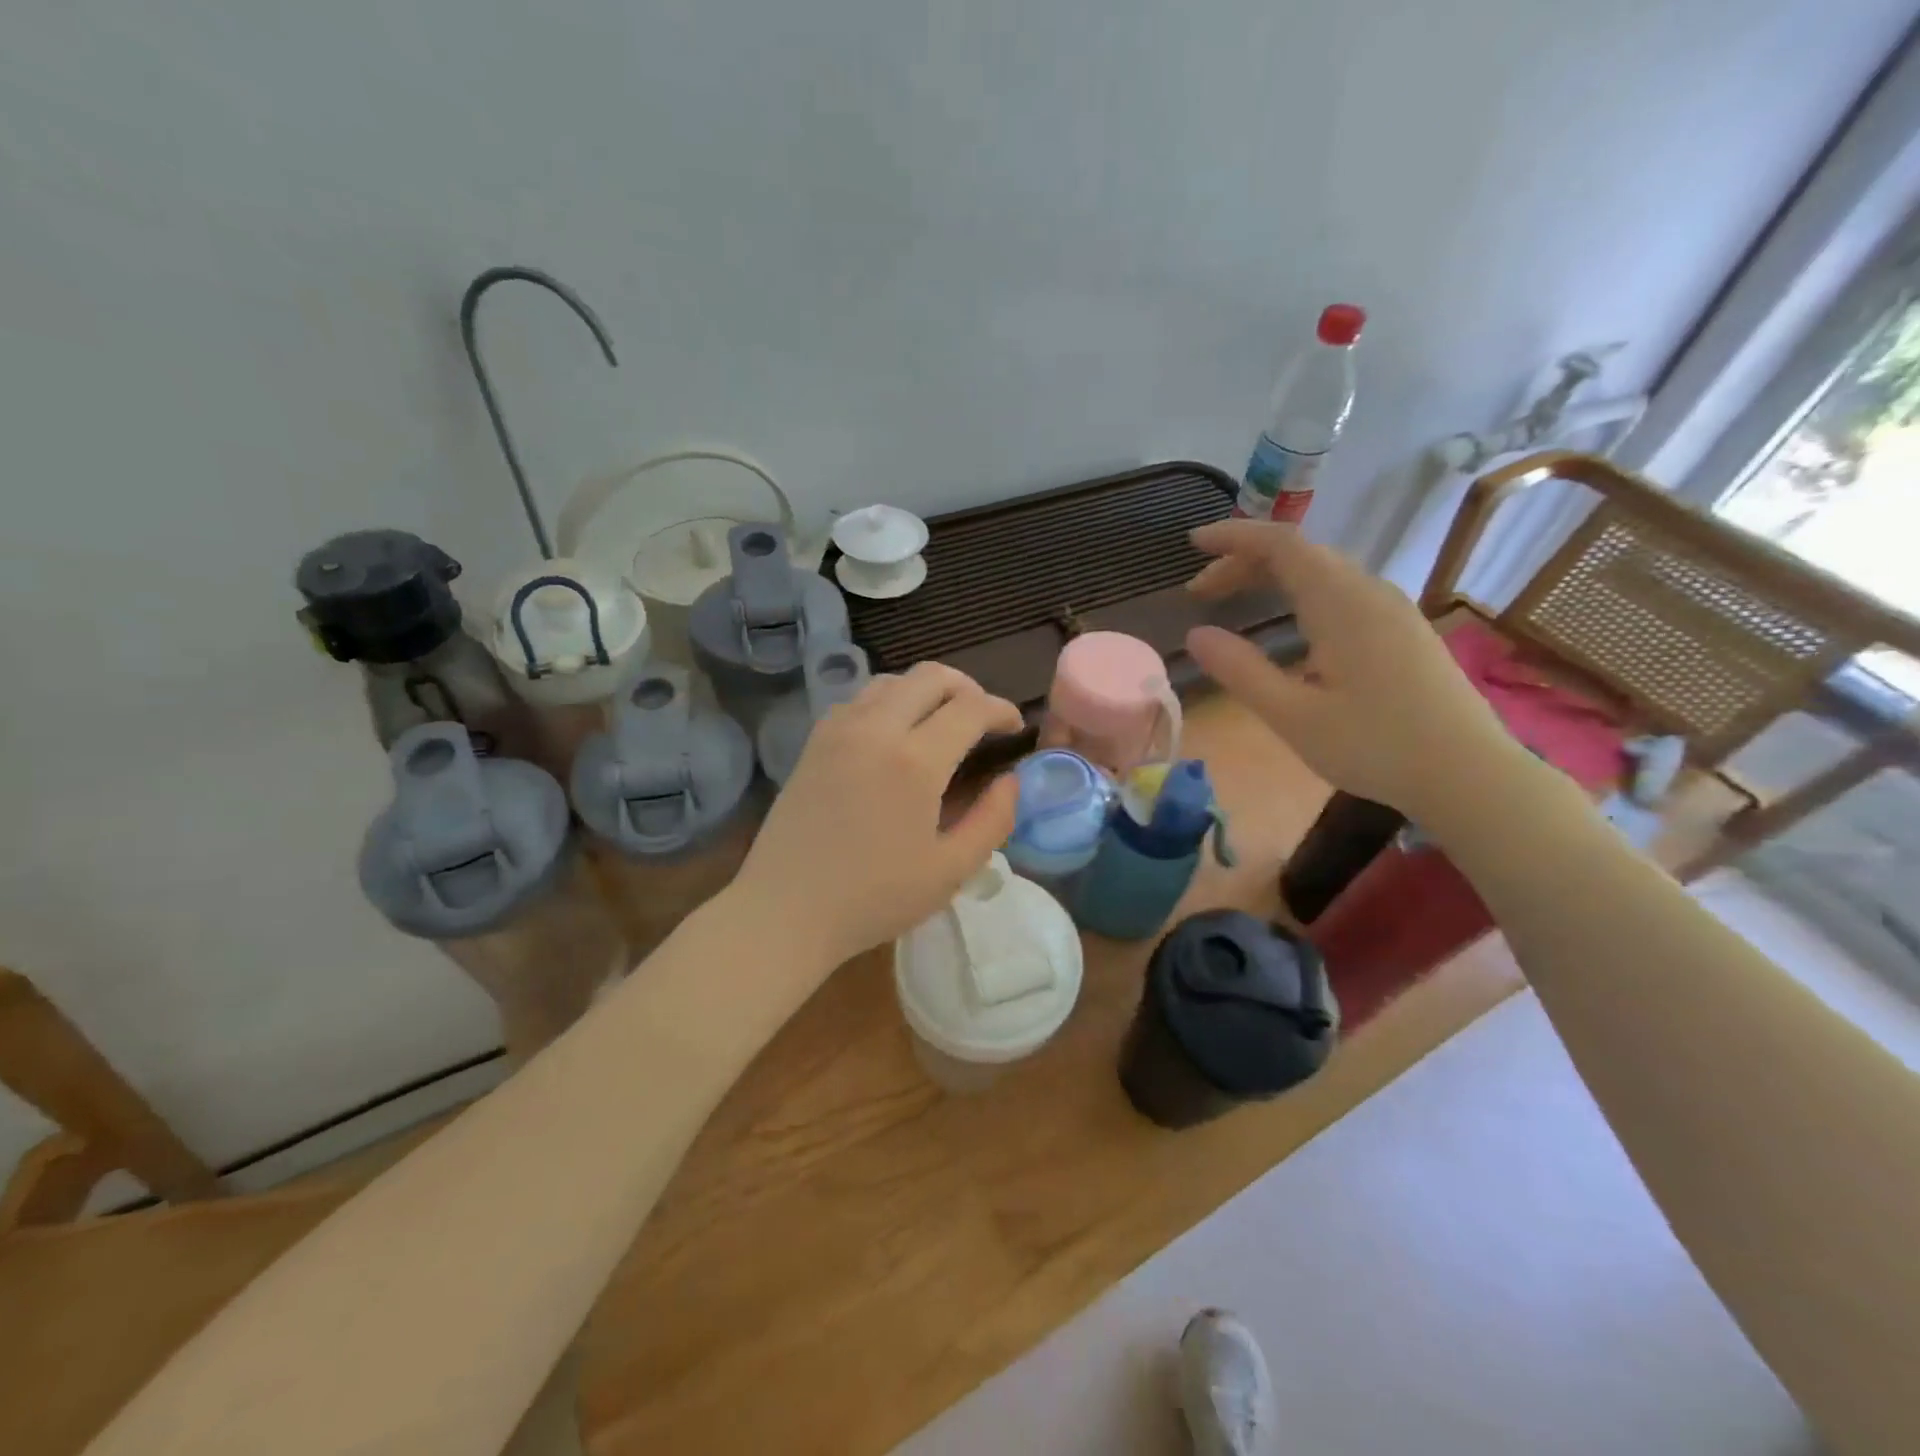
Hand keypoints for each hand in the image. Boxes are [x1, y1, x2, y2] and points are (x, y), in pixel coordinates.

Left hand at [730, 662, 1023, 968]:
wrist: (785, 911)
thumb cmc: (874, 898)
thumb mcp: (951, 870)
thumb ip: (993, 819)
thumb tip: (1011, 780)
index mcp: (915, 760)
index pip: (970, 707)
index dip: (1001, 710)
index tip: (1014, 728)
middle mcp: (875, 729)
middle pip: (931, 676)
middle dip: (967, 688)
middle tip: (982, 720)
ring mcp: (838, 730)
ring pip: (892, 681)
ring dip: (925, 692)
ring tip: (940, 725)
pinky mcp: (814, 742)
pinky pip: (859, 700)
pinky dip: (889, 702)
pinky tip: (894, 738)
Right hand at [1185, 519, 1517, 817]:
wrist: (1470, 775)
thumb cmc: (1375, 746)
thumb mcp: (1293, 716)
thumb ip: (1240, 671)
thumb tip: (1195, 635)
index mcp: (1341, 603)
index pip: (1281, 544)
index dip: (1234, 536)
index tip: (1193, 544)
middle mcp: (1370, 592)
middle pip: (1301, 553)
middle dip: (1244, 562)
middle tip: (1200, 593)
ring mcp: (1392, 609)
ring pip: (1323, 571)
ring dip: (1272, 576)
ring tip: (1234, 601)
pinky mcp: (1403, 629)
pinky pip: (1342, 589)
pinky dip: (1300, 591)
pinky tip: (1289, 623)